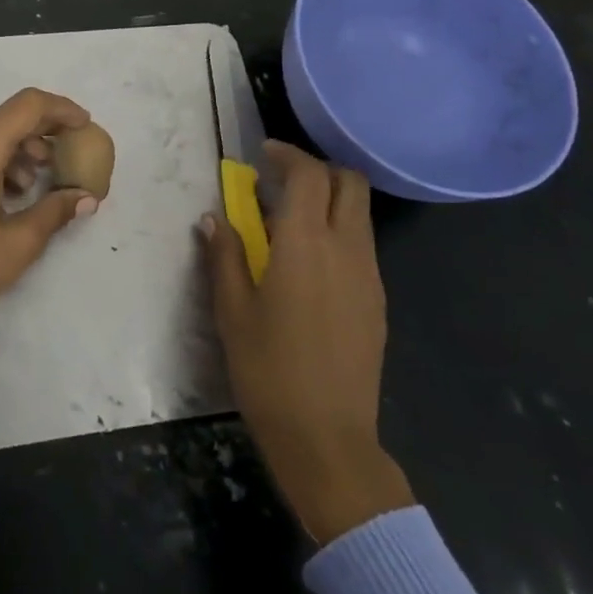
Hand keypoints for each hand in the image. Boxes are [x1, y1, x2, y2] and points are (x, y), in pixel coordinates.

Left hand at [0, 88, 99, 334]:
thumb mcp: (18, 243)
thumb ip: (56, 210)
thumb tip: (87, 197)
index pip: (28, 106)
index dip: (61, 110)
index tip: (85, 125)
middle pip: (6, 116)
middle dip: (40, 132)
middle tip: (65, 158)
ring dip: (16, 147)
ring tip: (33, 184)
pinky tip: (7, 191)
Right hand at [202, 141, 414, 543]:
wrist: (327, 439)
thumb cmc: (268, 370)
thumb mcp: (232, 310)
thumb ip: (224, 256)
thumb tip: (214, 218)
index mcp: (306, 245)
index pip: (309, 175)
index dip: (287, 155)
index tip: (263, 155)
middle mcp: (346, 249)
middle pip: (349, 183)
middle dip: (317, 170)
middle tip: (281, 181)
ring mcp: (369, 276)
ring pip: (359, 213)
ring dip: (328, 201)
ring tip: (289, 222)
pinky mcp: (377, 301)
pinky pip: (362, 245)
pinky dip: (338, 232)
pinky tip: (308, 263)